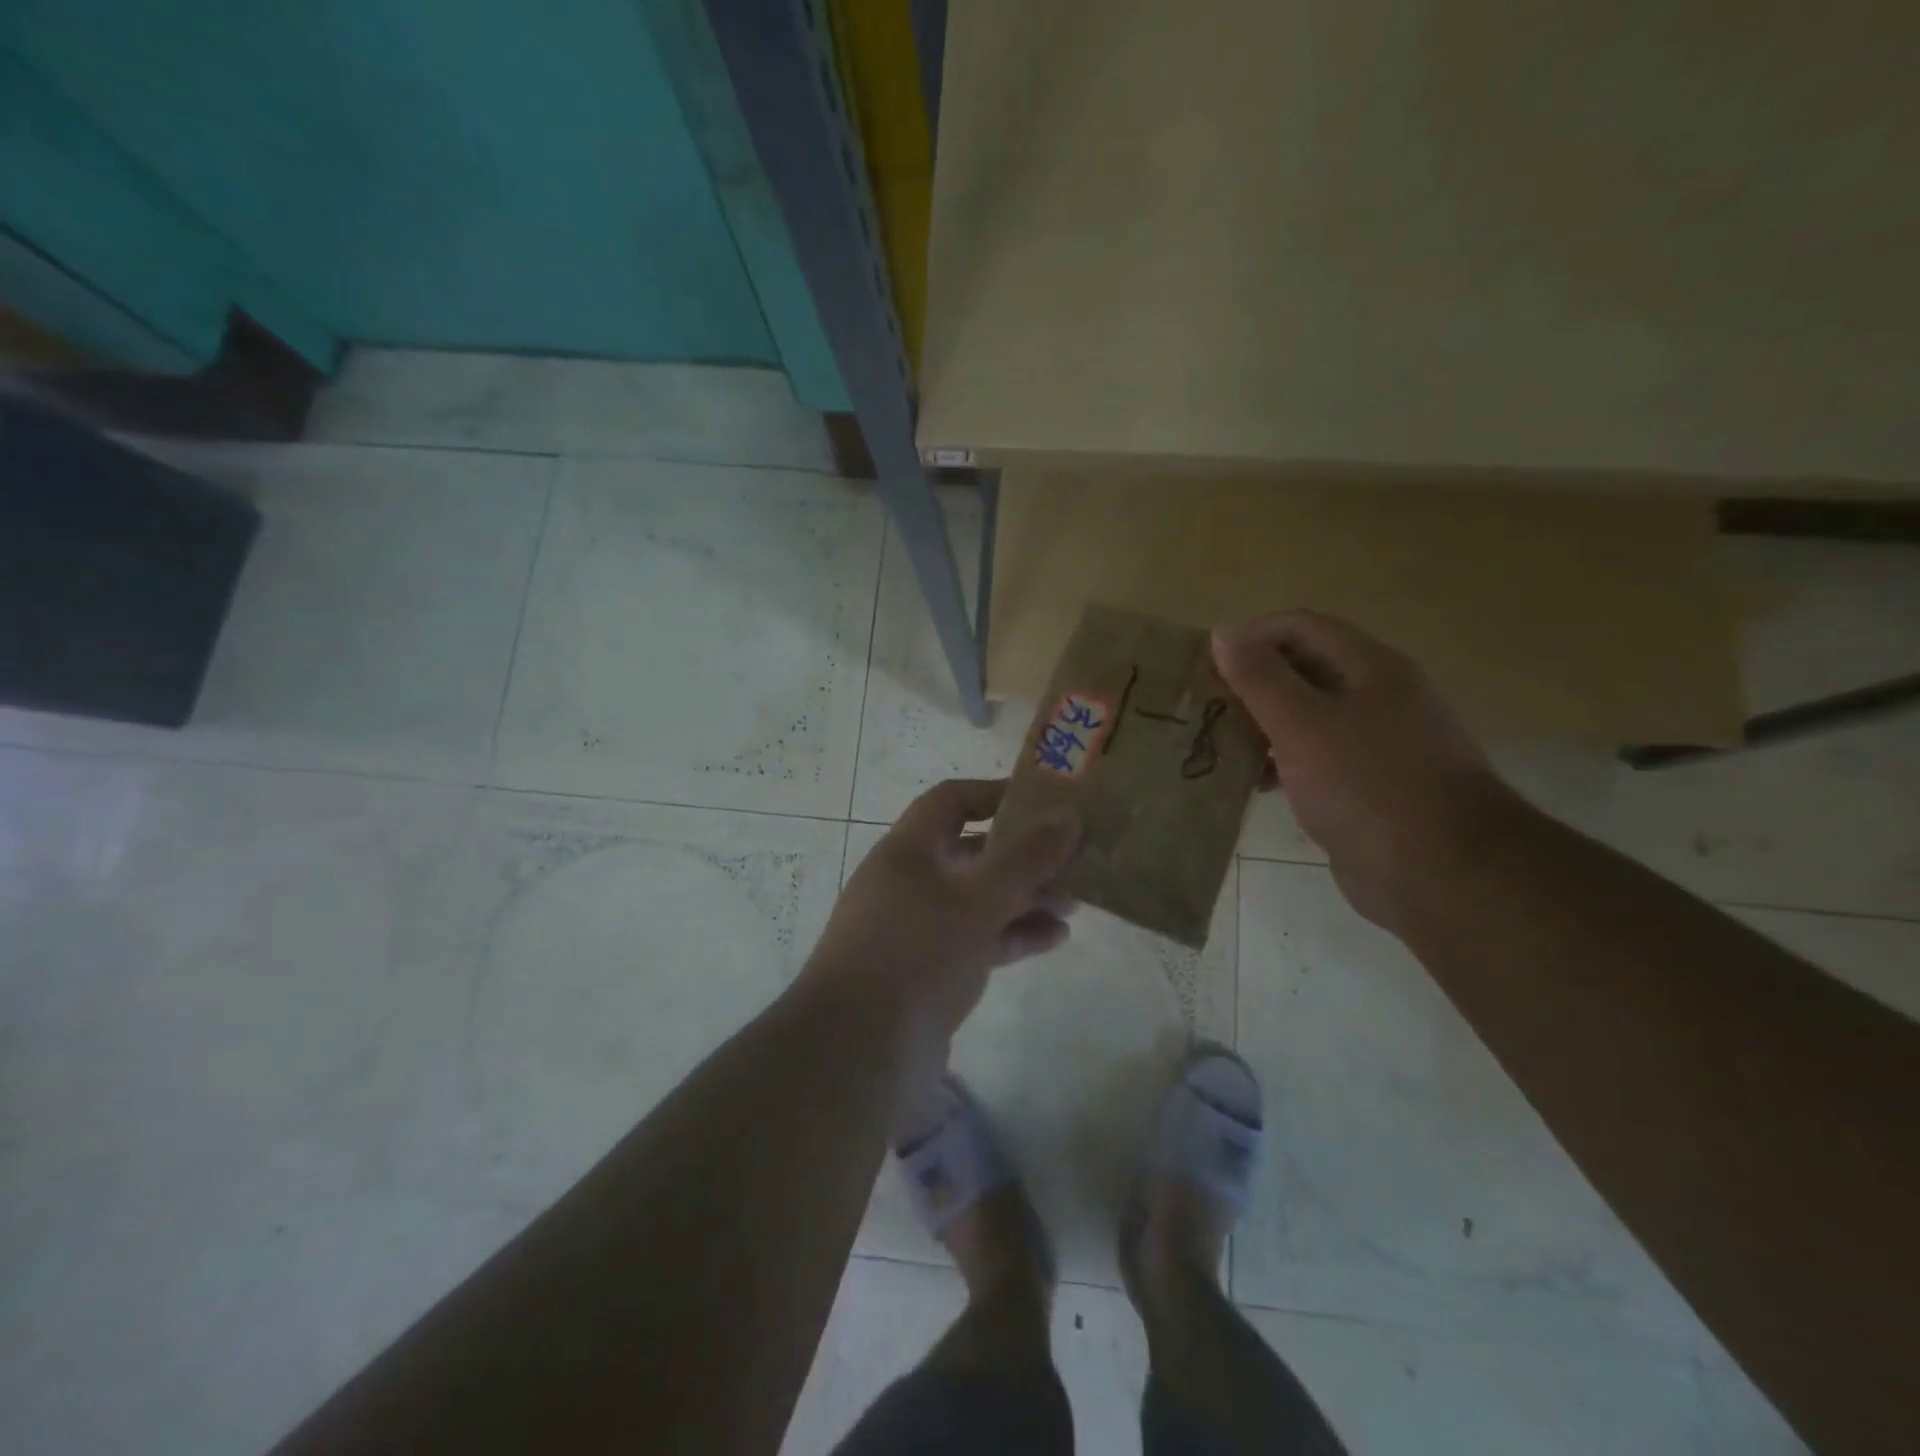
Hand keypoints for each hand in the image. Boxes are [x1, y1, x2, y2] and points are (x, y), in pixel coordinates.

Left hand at [803, 779, 1079, 1044]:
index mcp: (908, 850)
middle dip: (1023, 856)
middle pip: (972, 853)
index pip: (952, 800)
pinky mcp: (927, 971)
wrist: (859, 1051)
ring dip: (1024, 898)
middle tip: (1073, 861)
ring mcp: (916, 928)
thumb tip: (1069, 815)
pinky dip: (1012, 936)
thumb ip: (1026, 858)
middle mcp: (909, 881)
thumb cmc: (917, 952)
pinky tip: (1054, 940)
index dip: (996, 795)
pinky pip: (976, 940)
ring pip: (978, 900)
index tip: (1045, 802)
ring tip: (1075, 904)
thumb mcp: (978, 898)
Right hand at [1213, 610, 1530, 928]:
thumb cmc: (1368, 786)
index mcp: (1370, 667)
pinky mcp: (1368, 785)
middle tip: (1205, 707)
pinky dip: (1282, 762)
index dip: (1250, 636)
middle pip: (1302, 669)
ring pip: (1307, 717)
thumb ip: (1260, 677)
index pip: (1299, 627)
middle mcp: (1377, 695)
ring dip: (1262, 725)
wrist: (1442, 873)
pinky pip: (1316, 758)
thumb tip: (1224, 632)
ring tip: (1219, 744)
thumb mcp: (1303, 724)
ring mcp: (1376, 742)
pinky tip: (1256, 784)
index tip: (1205, 665)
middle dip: (1251, 683)